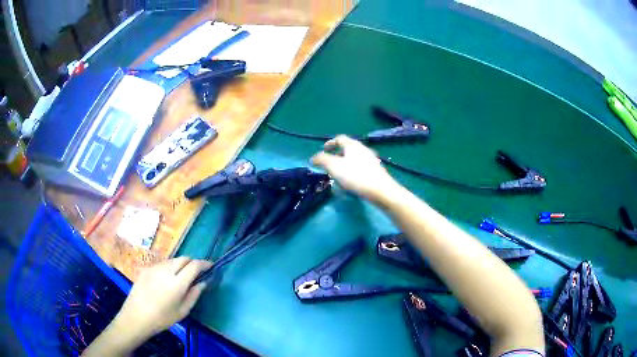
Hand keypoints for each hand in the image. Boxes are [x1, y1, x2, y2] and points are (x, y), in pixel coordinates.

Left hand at [114, 257, 211, 338]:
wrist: (136, 316)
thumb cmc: (162, 319)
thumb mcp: (182, 311)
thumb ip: (194, 295)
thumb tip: (202, 283)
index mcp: (177, 283)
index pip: (194, 265)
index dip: (204, 264)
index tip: (211, 266)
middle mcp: (166, 270)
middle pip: (184, 258)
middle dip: (193, 263)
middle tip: (196, 273)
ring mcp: (155, 268)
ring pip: (173, 260)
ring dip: (181, 265)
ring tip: (181, 277)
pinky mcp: (146, 268)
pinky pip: (162, 264)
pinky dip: (170, 267)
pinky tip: (166, 280)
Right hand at [311, 135, 399, 202]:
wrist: (381, 190)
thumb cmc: (356, 176)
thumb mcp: (334, 166)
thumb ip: (322, 160)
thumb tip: (313, 158)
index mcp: (353, 145)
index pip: (339, 138)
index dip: (330, 143)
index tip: (323, 149)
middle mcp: (363, 149)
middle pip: (347, 149)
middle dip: (336, 155)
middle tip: (329, 165)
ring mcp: (371, 160)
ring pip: (354, 159)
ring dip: (344, 165)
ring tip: (338, 176)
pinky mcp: (375, 172)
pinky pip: (360, 168)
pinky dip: (352, 172)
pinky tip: (350, 183)